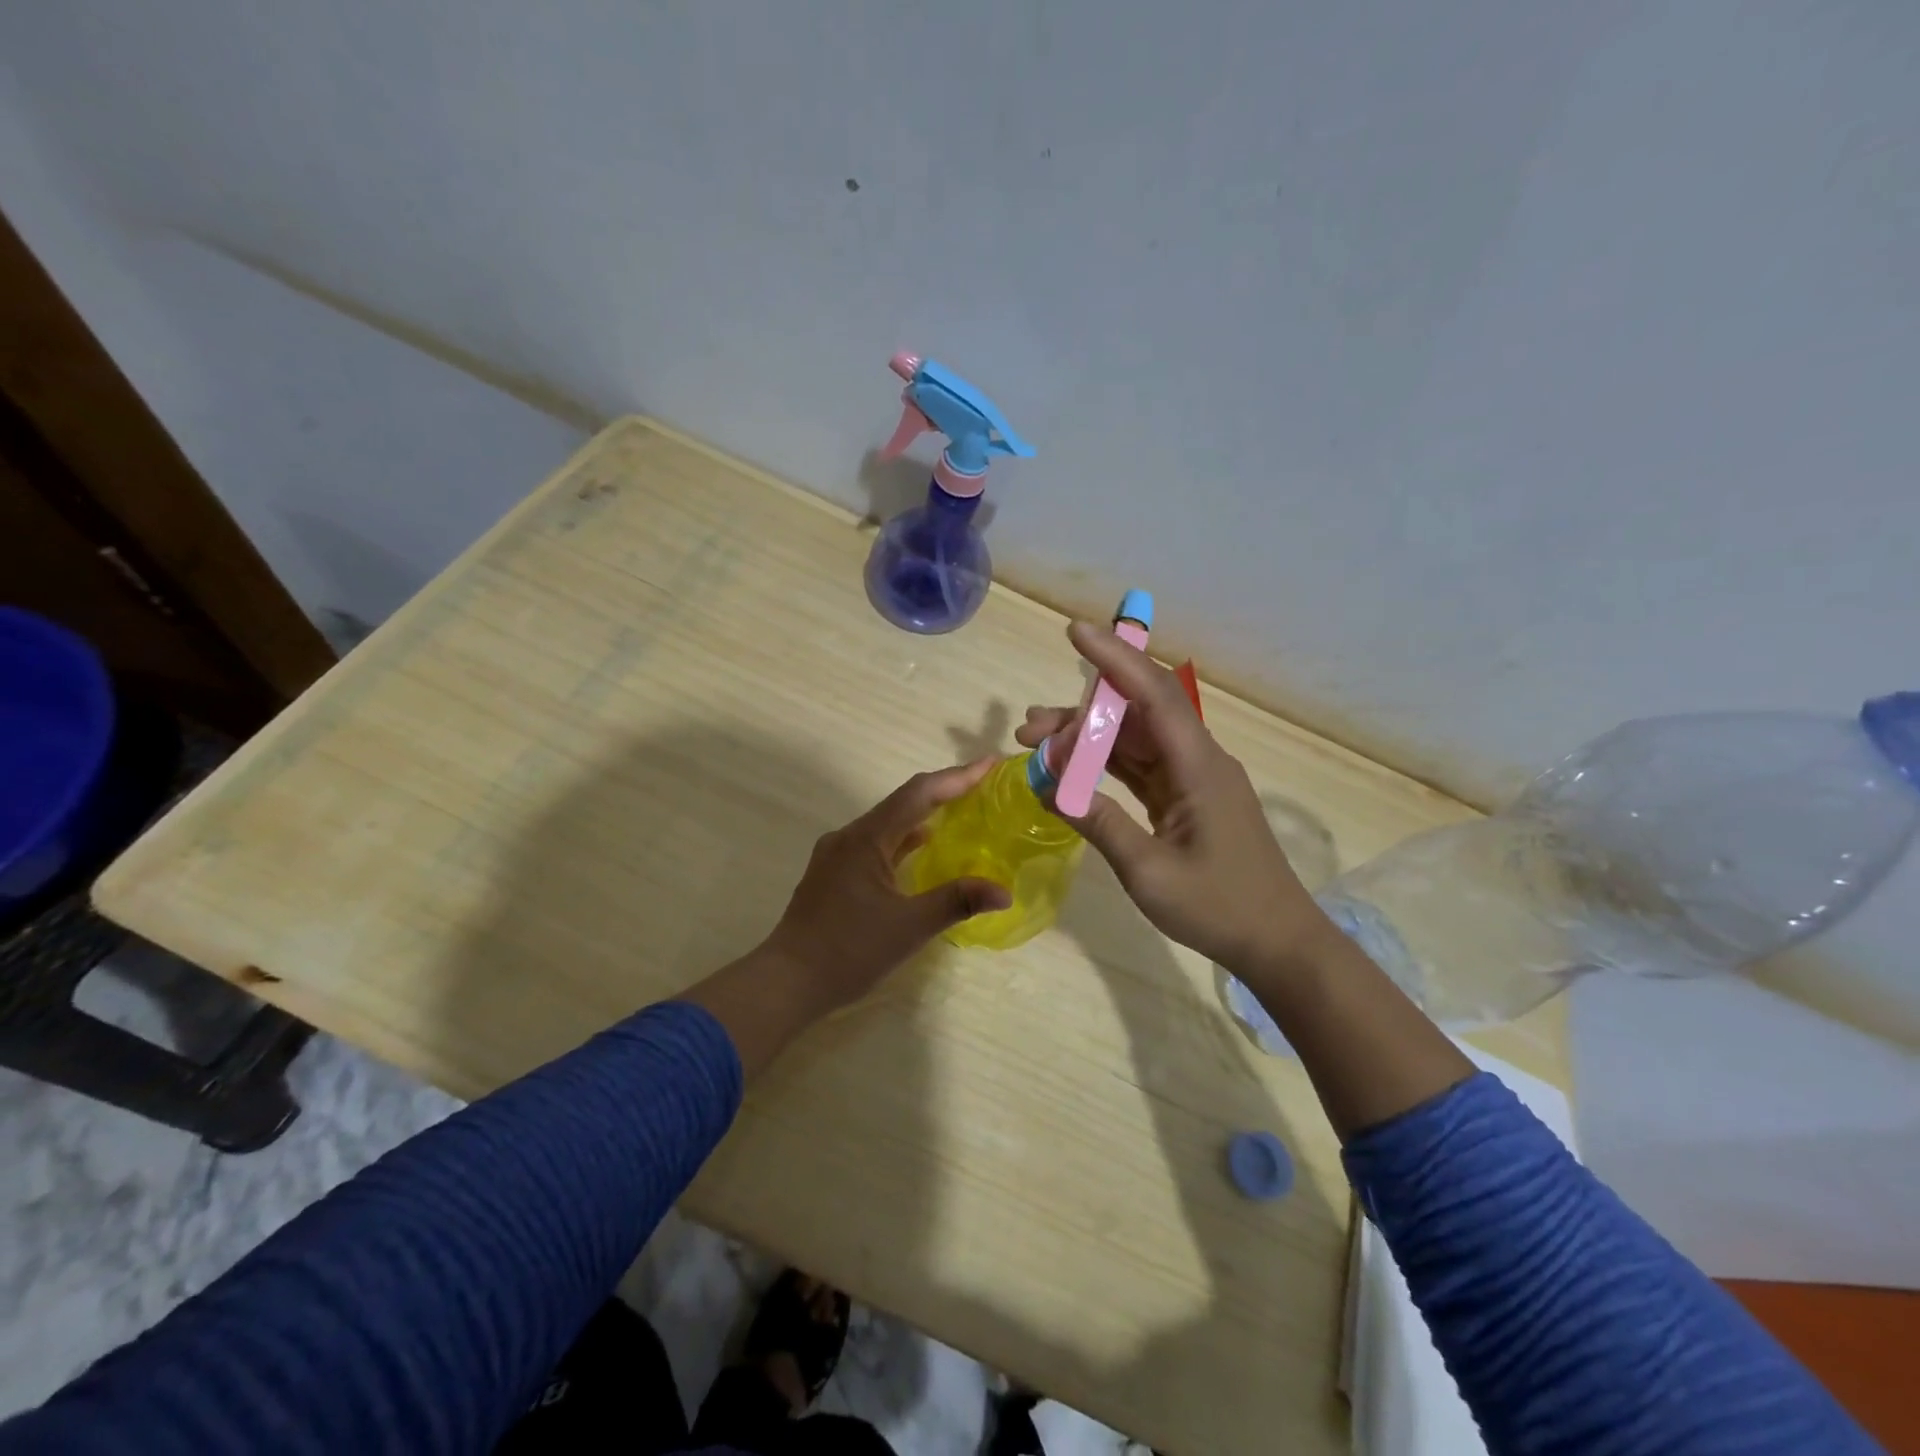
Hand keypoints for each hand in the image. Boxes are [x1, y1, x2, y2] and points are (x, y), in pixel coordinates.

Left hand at [681, 762, 1010, 1075]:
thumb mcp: (909, 927)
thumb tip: (1004, 891)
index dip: (957, 777)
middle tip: (982, 785)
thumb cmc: (848, 951)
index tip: (990, 764)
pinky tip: (920, 848)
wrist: (787, 982)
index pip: (918, 794)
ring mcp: (837, 855)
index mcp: (866, 839)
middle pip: (903, 802)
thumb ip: (957, 902)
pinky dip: (903, 840)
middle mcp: (849, 836)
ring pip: (888, 823)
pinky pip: (876, 843)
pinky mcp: (833, 873)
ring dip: (923, 814)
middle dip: (944, 790)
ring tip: (960, 810)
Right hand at [1017, 622, 1333, 973]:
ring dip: (1087, 740)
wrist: (1277, 942)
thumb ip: (1100, 823)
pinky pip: (1140, 767)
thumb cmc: (1219, 908)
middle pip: (1135, 715)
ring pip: (1133, 740)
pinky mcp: (1186, 799)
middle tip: (1027, 730)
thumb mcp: (1149, 872)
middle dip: (1079, 714)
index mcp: (1198, 766)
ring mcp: (1193, 779)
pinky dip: (1104, 765)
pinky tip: (1071, 773)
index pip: (1153, 694)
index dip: (1115, 659)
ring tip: (1036, 748)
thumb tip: (1050, 786)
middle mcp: (1197, 760)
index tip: (1076, 632)